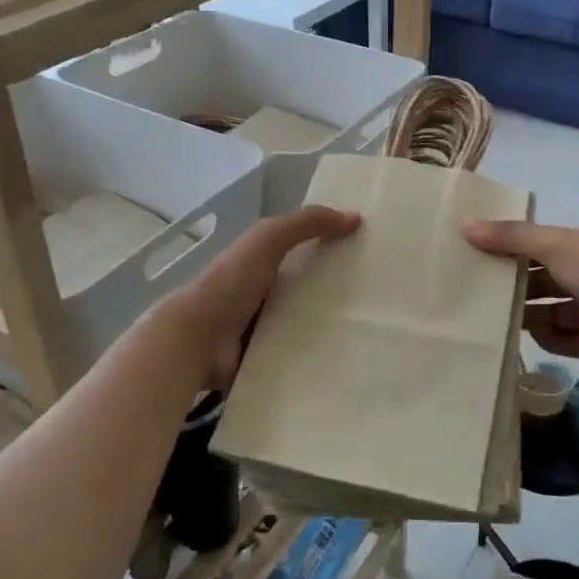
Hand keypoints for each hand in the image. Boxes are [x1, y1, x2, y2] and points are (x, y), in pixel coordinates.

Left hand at [161, 205, 360, 389]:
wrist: (197, 339)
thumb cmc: (232, 282)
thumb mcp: (268, 238)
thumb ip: (306, 223)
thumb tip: (355, 217)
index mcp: (263, 263)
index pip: (304, 252)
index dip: (333, 249)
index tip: (371, 255)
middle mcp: (265, 295)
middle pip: (310, 291)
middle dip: (339, 293)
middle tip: (381, 298)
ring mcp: (265, 331)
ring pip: (308, 326)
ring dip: (333, 329)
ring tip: (372, 331)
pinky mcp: (268, 361)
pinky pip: (300, 358)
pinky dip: (319, 359)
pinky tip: (350, 360)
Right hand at [463, 219, 578, 369]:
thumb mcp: (554, 244)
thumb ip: (510, 237)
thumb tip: (464, 225)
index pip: (543, 241)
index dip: (513, 245)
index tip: (479, 251)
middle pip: (543, 277)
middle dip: (516, 282)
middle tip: (477, 287)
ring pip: (550, 309)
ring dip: (526, 312)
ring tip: (490, 315)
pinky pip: (562, 338)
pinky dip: (546, 338)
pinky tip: (524, 337)